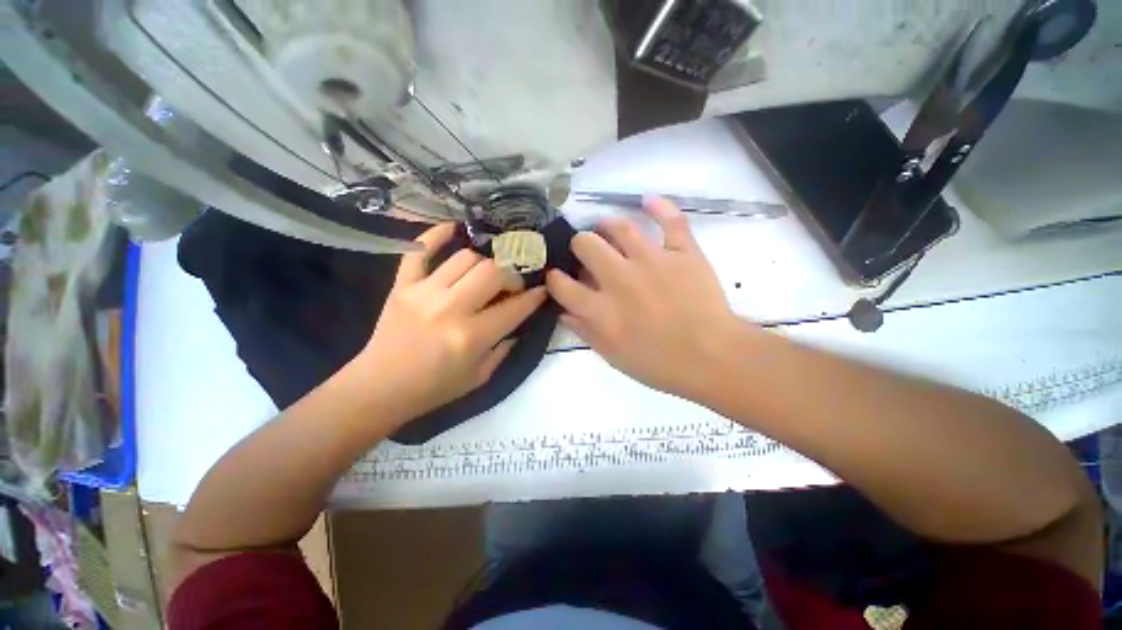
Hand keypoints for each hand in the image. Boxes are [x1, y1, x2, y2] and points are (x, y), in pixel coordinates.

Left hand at [355, 223, 545, 420]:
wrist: (379, 388)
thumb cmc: (434, 388)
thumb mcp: (480, 377)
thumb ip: (504, 348)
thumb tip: (518, 322)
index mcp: (471, 337)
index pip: (514, 308)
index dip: (534, 297)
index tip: (541, 291)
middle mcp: (451, 308)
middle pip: (493, 271)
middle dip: (511, 276)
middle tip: (510, 287)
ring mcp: (424, 292)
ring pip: (466, 258)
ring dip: (484, 264)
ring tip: (486, 275)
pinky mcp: (402, 285)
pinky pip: (420, 250)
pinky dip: (436, 235)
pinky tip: (453, 229)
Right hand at [546, 197, 746, 398]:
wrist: (713, 358)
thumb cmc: (660, 364)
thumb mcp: (613, 357)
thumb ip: (585, 332)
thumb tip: (563, 312)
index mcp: (601, 310)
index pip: (562, 285)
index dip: (554, 278)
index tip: (558, 277)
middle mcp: (620, 279)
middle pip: (586, 245)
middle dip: (579, 245)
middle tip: (585, 252)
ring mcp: (652, 261)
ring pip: (621, 227)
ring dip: (607, 224)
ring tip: (605, 227)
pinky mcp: (683, 253)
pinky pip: (671, 220)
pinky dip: (659, 206)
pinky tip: (647, 200)